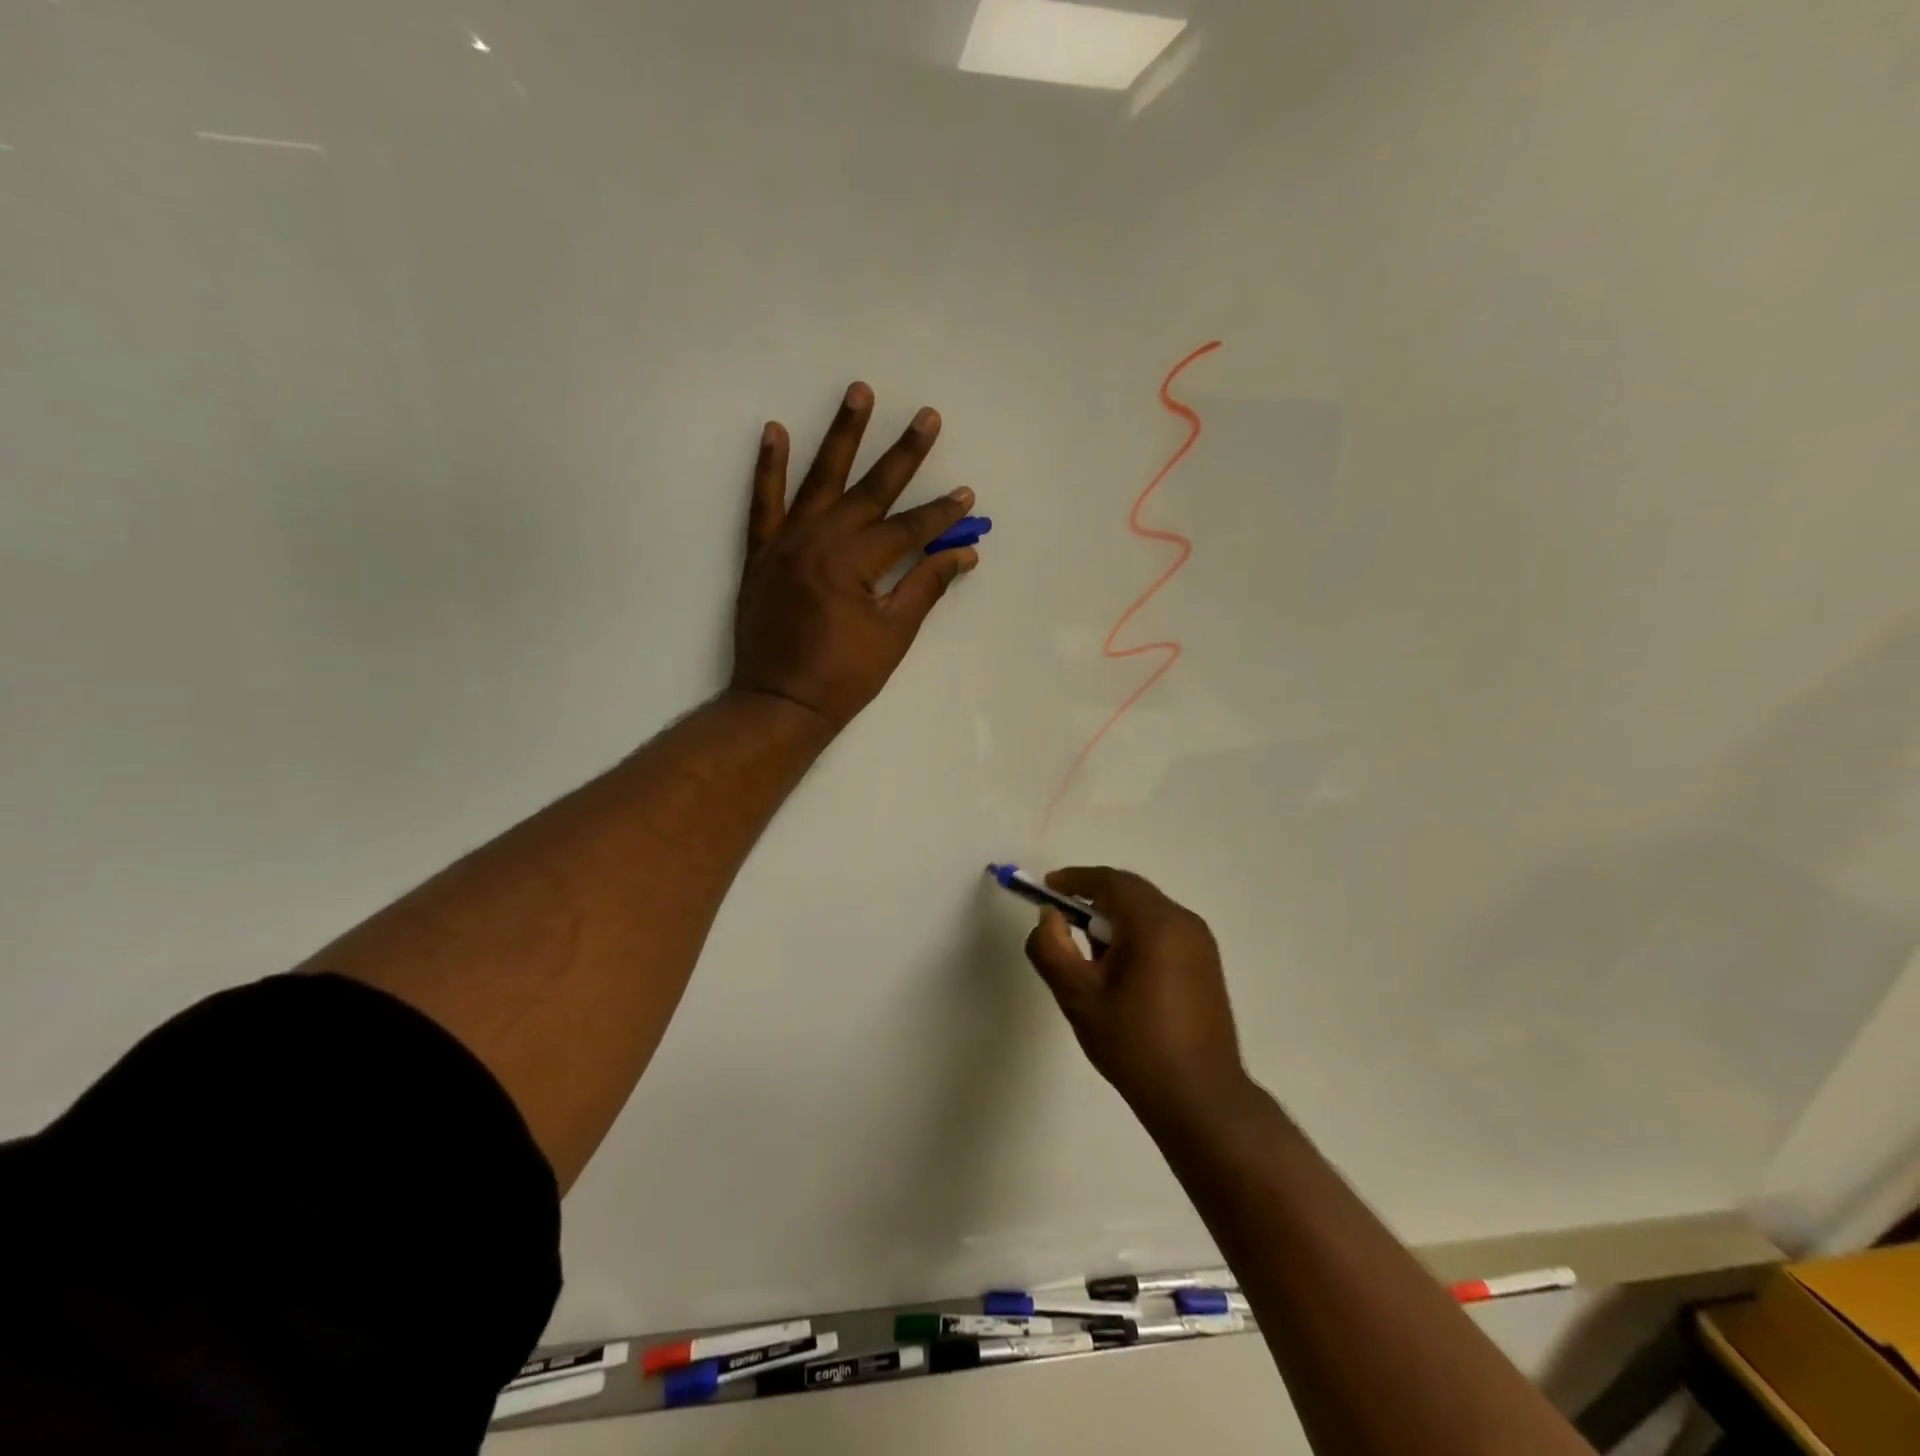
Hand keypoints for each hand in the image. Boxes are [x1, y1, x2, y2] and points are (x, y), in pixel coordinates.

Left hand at [730, 382, 980, 731]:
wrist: (779, 703)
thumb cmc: (843, 676)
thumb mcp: (894, 635)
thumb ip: (926, 587)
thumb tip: (964, 554)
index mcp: (855, 563)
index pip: (909, 528)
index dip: (941, 514)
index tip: (966, 495)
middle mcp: (820, 540)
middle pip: (870, 490)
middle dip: (904, 454)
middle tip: (927, 417)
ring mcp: (786, 543)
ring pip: (819, 480)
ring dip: (842, 435)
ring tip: (859, 392)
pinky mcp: (761, 553)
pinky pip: (763, 502)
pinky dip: (769, 467)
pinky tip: (776, 431)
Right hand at [1024, 867, 1253, 1130]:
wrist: (1200, 1098)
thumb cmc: (1134, 1045)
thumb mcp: (1078, 998)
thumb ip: (1052, 949)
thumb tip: (1048, 917)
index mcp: (1154, 923)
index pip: (1110, 881)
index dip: (1075, 879)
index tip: (1048, 888)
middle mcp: (1183, 922)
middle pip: (1131, 892)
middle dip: (1094, 899)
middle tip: (1062, 921)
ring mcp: (1201, 942)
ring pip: (1148, 911)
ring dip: (1115, 919)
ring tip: (1089, 955)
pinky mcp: (1207, 964)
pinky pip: (1164, 930)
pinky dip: (1136, 934)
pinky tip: (1121, 972)